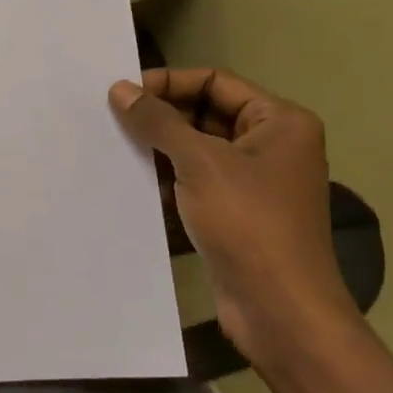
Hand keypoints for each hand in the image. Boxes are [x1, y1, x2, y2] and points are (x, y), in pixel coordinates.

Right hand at [110, 68, 358, 367]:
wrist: (280, 310)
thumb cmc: (248, 223)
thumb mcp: (200, 163)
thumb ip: (158, 122)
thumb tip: (120, 89)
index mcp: (279, 121)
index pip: (215, 82)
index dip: (169, 82)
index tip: (124, 92)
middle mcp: (272, 145)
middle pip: (206, 113)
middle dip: (162, 116)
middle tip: (112, 119)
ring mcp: (255, 182)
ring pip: (198, 150)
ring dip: (160, 149)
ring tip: (115, 146)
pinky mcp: (237, 214)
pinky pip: (197, 182)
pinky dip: (168, 179)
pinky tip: (133, 182)